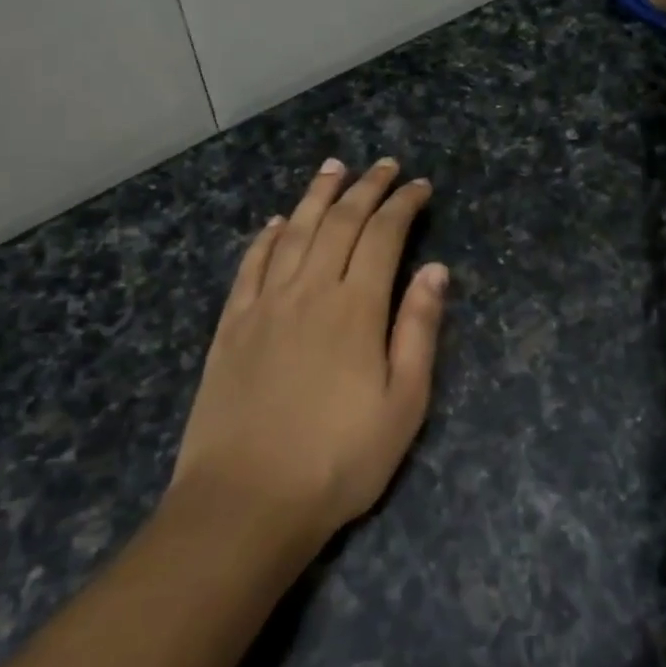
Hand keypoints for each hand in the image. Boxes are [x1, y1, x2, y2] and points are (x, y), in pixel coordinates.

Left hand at [169, 157, 448, 550]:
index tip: (419, 185)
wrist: (246, 501)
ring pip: (292, 232)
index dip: (403, 204)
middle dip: (365, 188)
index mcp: (355, 308)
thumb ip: (418, 330)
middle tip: (384, 165)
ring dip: (315, 196)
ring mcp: (263, 305)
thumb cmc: (338, 460)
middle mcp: (308, 291)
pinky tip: (273, 223)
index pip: (384, 236)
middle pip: (339, 222)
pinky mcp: (230, 326)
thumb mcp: (403, 404)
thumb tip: (435, 270)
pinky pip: (250, 265)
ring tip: (333, 169)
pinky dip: (265, 237)